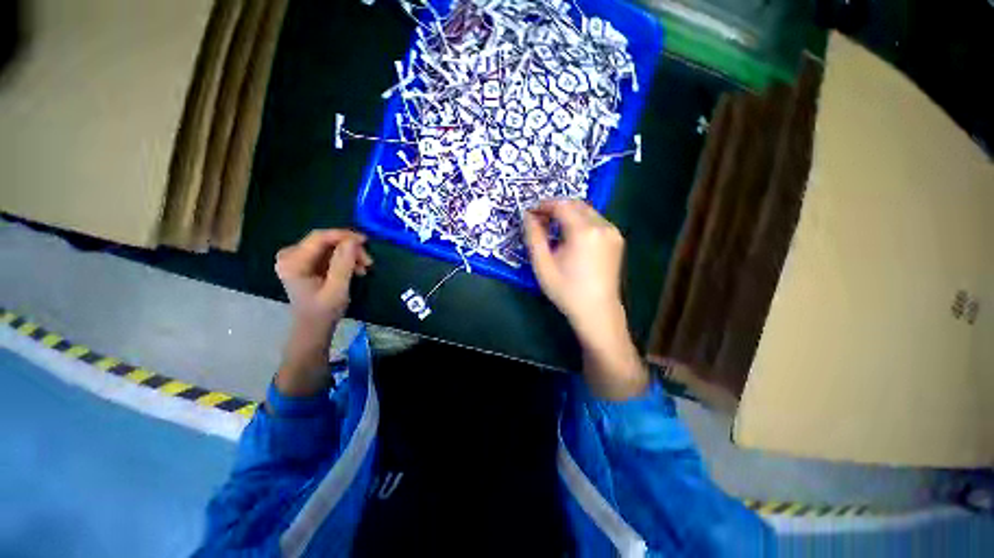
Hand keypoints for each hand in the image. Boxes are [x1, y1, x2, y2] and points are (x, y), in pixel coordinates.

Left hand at [275, 229, 372, 328]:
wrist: (314, 327)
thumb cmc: (324, 311)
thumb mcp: (337, 289)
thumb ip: (343, 264)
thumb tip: (353, 241)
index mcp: (293, 262)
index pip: (319, 238)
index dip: (343, 236)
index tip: (365, 241)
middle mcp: (291, 255)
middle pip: (326, 241)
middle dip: (350, 248)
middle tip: (368, 262)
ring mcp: (298, 258)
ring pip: (330, 246)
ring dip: (350, 255)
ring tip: (364, 268)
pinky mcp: (306, 262)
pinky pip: (329, 253)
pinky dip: (345, 259)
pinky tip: (356, 269)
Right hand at [523, 200, 647, 399]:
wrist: (597, 311)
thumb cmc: (566, 290)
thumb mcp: (543, 265)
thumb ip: (534, 236)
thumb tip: (528, 216)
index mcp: (584, 231)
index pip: (561, 205)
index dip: (543, 205)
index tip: (530, 212)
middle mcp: (602, 226)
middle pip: (576, 204)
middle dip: (556, 207)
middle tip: (540, 219)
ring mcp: (613, 232)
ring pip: (587, 211)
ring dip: (568, 213)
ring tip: (553, 228)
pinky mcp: (617, 239)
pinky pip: (596, 221)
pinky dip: (581, 221)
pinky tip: (571, 236)